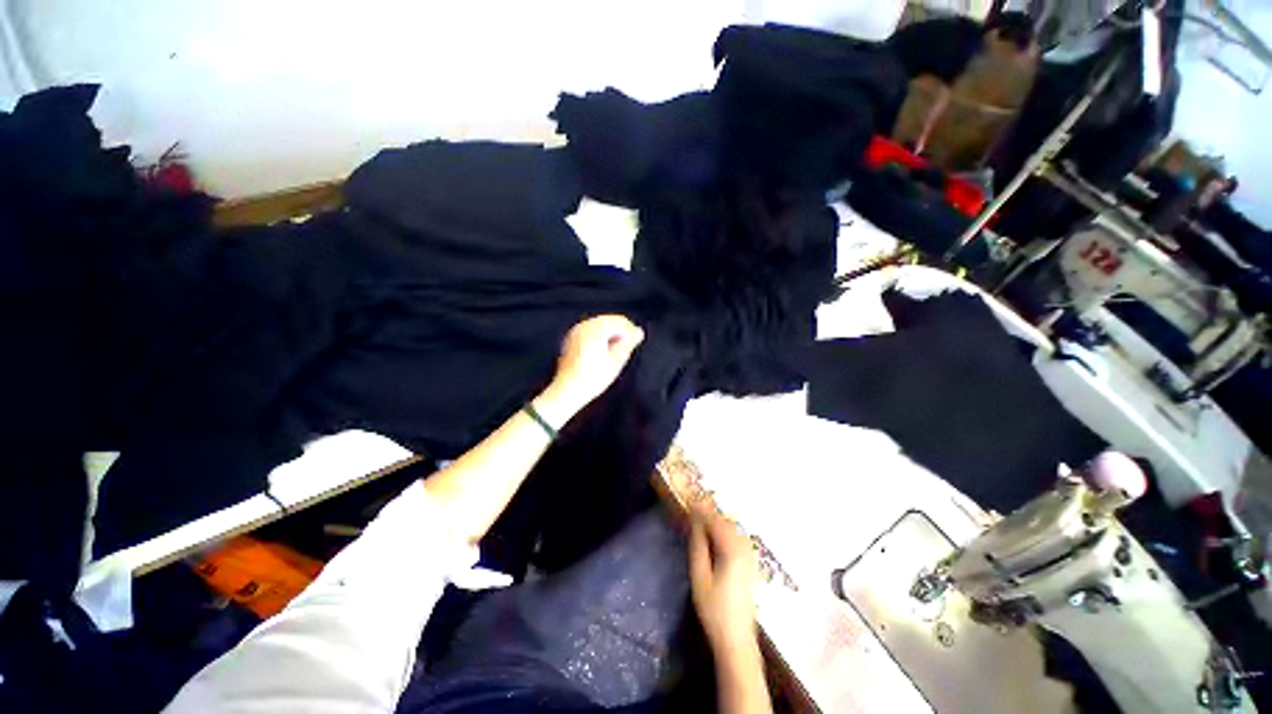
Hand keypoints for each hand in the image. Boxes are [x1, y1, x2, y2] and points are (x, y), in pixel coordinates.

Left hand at [545, 315, 643, 413]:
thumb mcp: (616, 360)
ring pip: (600, 326)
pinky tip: (606, 351)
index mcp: (595, 328)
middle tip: (630, 346)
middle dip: (621, 331)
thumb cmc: (593, 377)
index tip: (638, 341)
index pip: (619, 321)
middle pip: (608, 321)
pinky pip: (591, 332)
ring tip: (619, 350)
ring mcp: (576, 332)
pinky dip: (601, 338)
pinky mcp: (572, 341)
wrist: (568, 390)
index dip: (631, 330)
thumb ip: (629, 343)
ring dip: (611, 335)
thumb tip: (638, 332)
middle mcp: (584, 326)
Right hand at [689, 505, 758, 650]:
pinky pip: (736, 538)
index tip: (688, 501)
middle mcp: (745, 547)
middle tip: (691, 513)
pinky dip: (723, 533)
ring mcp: (750, 555)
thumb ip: (698, 544)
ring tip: (698, 525)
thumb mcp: (699, 575)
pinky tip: (713, 539)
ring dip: (716, 523)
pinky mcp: (751, 562)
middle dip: (708, 514)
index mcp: (733, 549)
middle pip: (725, 521)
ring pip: (731, 528)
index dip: (701, 509)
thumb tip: (695, 520)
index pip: (715, 519)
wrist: (737, 639)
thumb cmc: (714, 609)